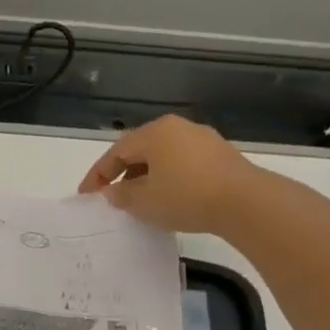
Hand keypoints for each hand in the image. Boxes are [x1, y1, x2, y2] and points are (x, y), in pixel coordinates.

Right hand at [77, 115, 258, 234]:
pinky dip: (167, 178)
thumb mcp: (144, 201)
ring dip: (145, 176)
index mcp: (154, 133)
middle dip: (121, 173)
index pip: (115, 152)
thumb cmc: (185, 197)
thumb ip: (122, 195)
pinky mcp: (219, 155)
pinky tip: (167, 197)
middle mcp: (177, 128)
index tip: (86, 195)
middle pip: (139, 150)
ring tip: (138, 199)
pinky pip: (182, 163)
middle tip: (110, 196)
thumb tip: (112, 192)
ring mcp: (201, 139)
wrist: (244, 202)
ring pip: (162, 156)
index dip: (97, 175)